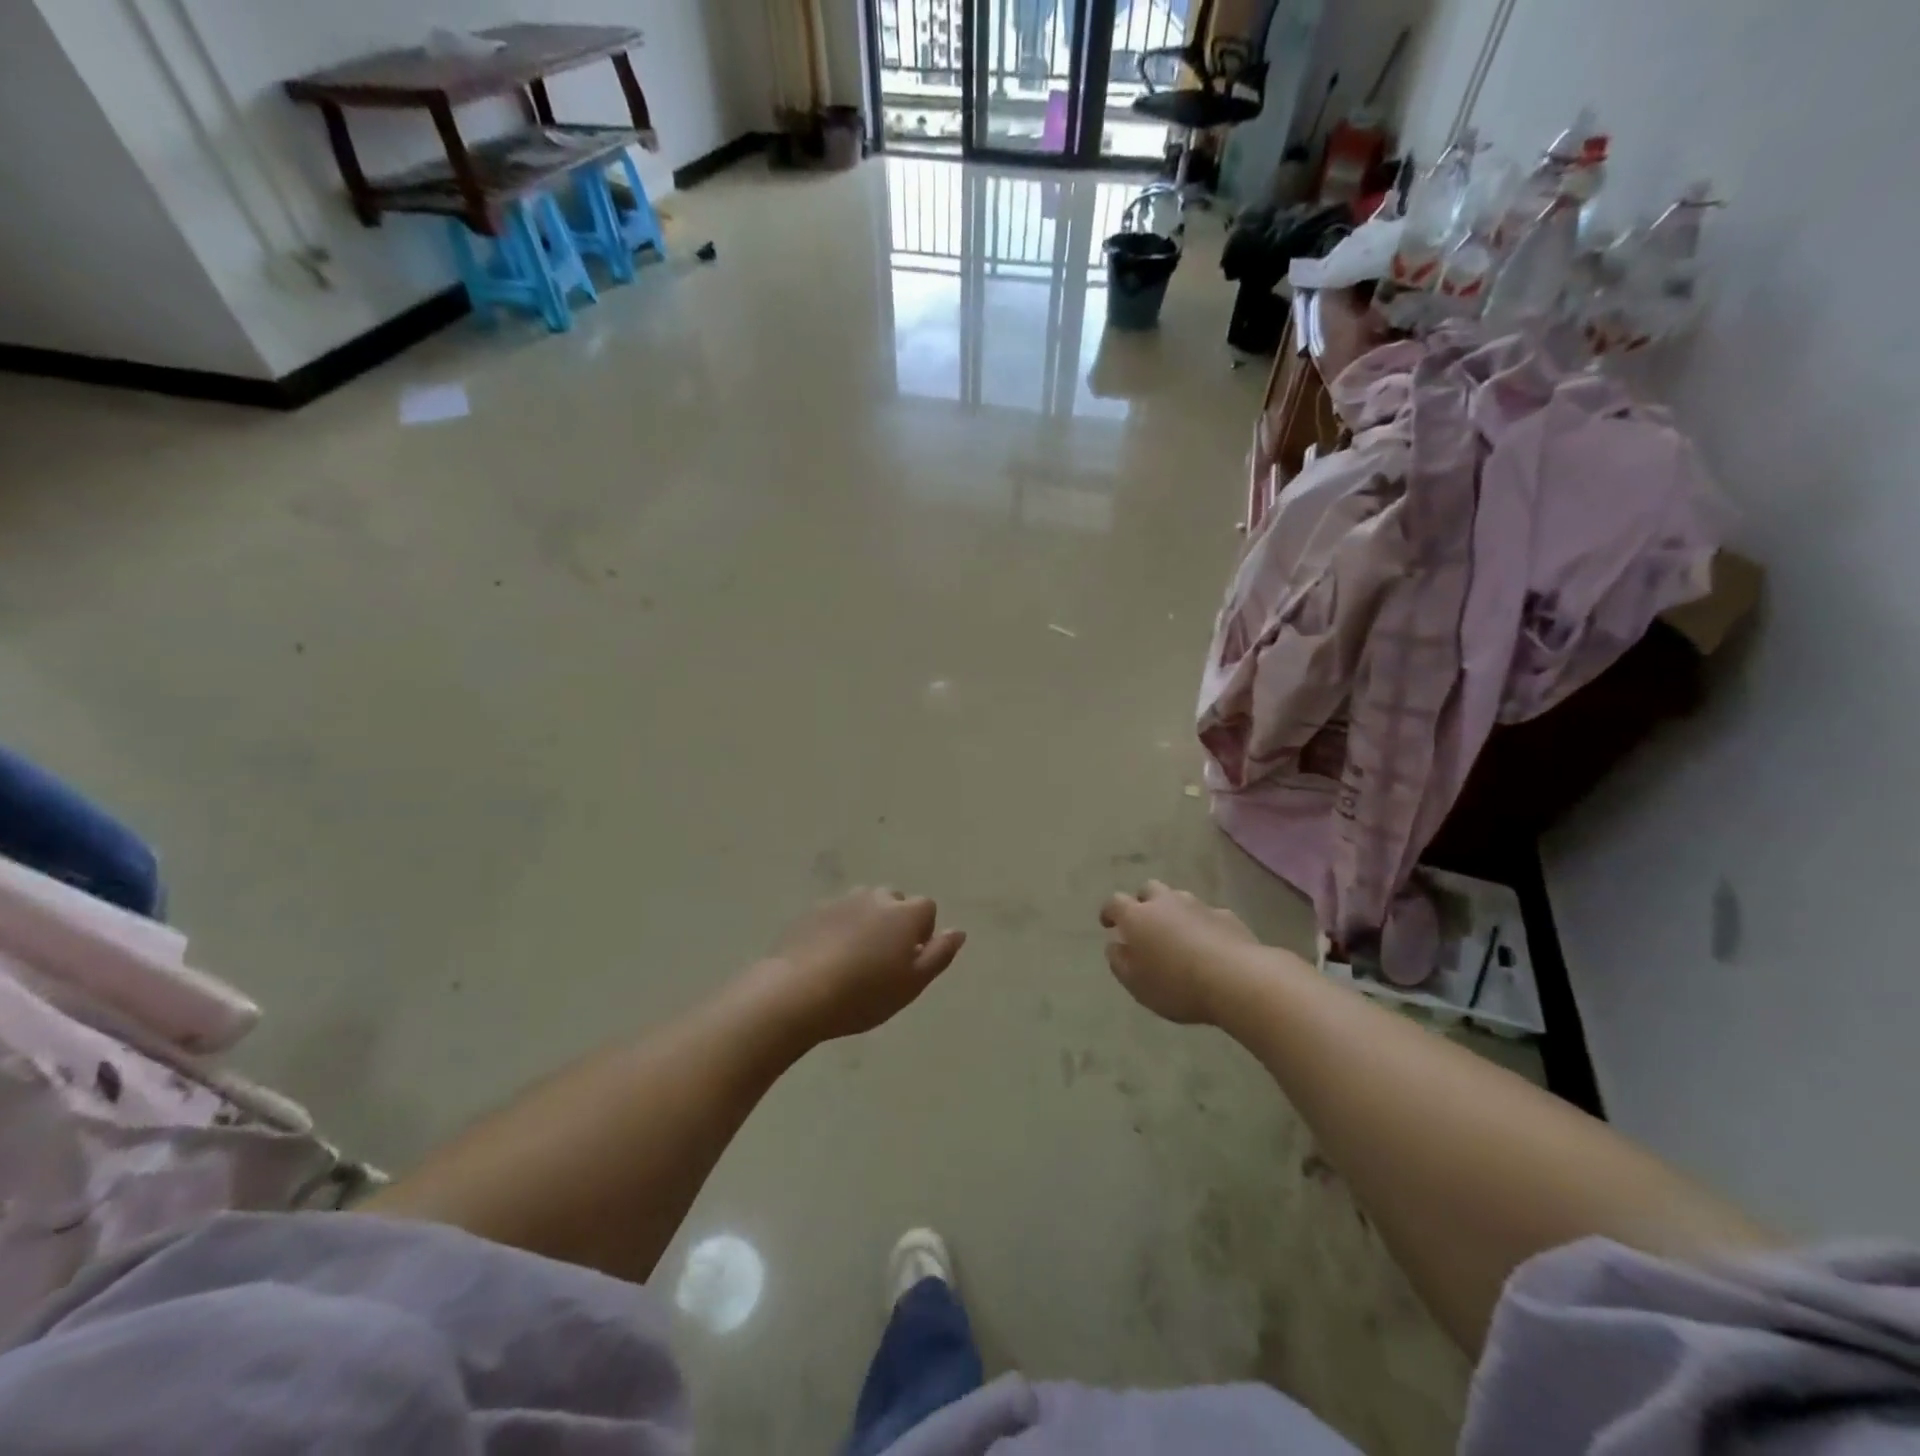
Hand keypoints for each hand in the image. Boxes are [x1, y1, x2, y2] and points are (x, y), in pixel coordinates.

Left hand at [752, 888, 966, 1044]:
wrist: (797, 993)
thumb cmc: (864, 993)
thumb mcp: (912, 984)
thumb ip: (939, 954)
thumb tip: (958, 932)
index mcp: (904, 913)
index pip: (927, 908)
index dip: (923, 932)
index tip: (910, 961)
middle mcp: (875, 898)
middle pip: (894, 902)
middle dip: (894, 923)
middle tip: (882, 961)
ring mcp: (840, 902)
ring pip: (863, 906)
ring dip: (865, 923)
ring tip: (853, 959)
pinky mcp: (811, 912)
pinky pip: (835, 916)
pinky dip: (837, 929)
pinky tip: (827, 959)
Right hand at [1100, 880, 1259, 1024]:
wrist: (1237, 979)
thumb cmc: (1177, 985)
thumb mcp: (1136, 984)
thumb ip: (1119, 962)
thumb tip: (1114, 945)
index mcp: (1137, 917)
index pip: (1115, 903)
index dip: (1109, 912)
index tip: (1107, 923)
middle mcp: (1165, 903)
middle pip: (1149, 890)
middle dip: (1143, 903)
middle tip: (1144, 924)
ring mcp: (1198, 906)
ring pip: (1179, 899)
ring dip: (1173, 911)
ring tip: (1177, 934)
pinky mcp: (1226, 916)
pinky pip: (1207, 915)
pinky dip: (1202, 924)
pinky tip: (1208, 944)